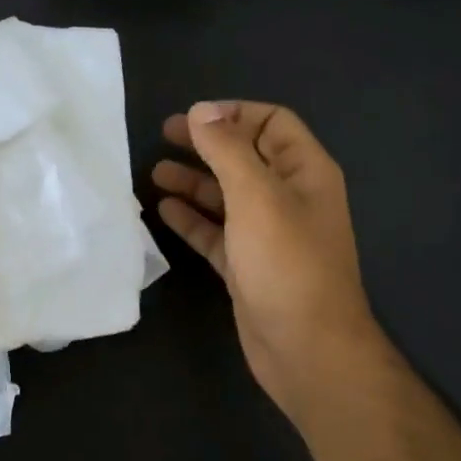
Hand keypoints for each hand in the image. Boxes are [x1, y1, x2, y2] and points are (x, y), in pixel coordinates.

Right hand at [152, 101, 385, 424]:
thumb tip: (202, 111)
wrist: (306, 348)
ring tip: (154, 173)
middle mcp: (289, 198)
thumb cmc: (286, 263)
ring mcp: (267, 235)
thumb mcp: (256, 196)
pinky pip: (216, 233)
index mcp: (305, 172)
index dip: (234, 114)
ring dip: (194, 181)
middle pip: (245, 157)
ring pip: (227, 196)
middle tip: (164, 136)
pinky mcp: (247, 266)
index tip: (192, 118)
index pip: (273, 123)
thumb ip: (227, 150)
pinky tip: (163, 211)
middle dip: (207, 144)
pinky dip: (192, 219)